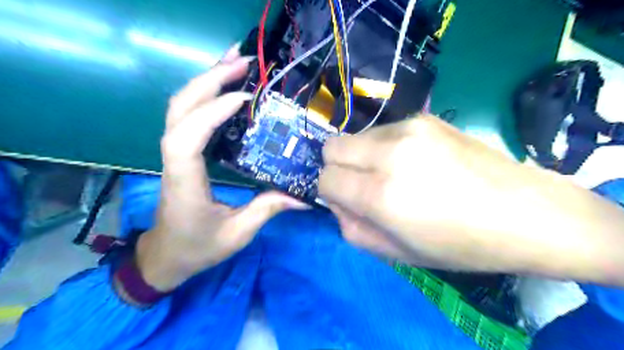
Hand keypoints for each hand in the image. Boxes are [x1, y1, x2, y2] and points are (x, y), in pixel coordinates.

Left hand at [135, 46, 305, 292]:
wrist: (167, 255)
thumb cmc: (198, 247)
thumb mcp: (237, 234)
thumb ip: (267, 210)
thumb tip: (304, 197)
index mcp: (185, 183)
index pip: (186, 139)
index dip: (210, 113)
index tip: (243, 99)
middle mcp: (173, 161)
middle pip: (178, 109)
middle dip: (208, 80)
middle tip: (243, 62)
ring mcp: (174, 153)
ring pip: (179, 106)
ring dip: (205, 80)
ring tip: (235, 64)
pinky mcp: (182, 152)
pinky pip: (188, 115)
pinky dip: (205, 95)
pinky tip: (226, 88)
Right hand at [318, 117, 623, 282]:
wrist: (526, 213)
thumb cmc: (460, 245)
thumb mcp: (397, 253)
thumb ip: (353, 228)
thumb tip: (337, 202)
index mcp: (381, 195)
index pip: (325, 180)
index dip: (330, 193)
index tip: (348, 201)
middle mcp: (389, 154)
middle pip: (332, 147)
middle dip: (337, 168)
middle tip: (363, 185)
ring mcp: (408, 129)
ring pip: (355, 136)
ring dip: (361, 156)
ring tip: (393, 173)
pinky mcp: (424, 118)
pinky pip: (382, 130)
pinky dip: (383, 147)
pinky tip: (413, 161)